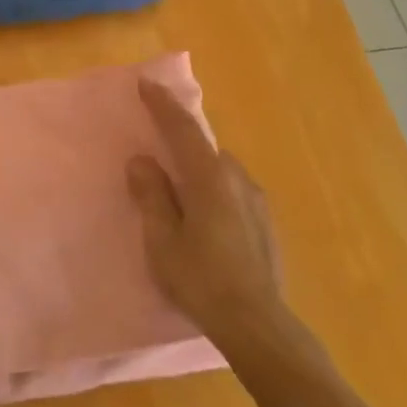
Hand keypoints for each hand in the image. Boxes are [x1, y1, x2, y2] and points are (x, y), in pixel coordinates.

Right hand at [127, 78, 293, 353]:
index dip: (163, 105)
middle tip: (156, 147)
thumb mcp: (163, 240)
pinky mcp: (265, 223)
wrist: (257, 323)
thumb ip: (152, 196)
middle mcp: (237, 179)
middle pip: (204, 148)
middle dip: (180, 140)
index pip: (183, 130)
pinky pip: (232, 190)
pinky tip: (204, 217)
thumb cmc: (201, 280)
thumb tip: (142, 160)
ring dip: (197, 169)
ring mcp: (256, 201)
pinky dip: (212, 189)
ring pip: (220, 170)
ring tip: (178, 191)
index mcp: (209, 178)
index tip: (147, 83)